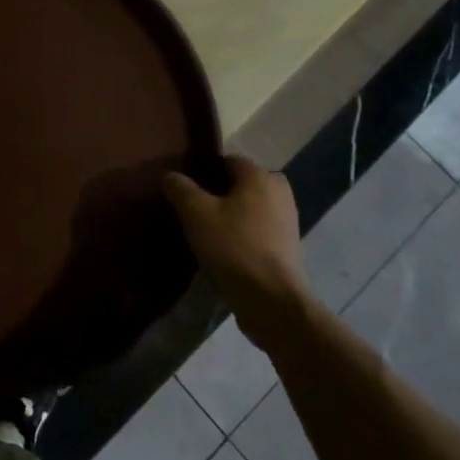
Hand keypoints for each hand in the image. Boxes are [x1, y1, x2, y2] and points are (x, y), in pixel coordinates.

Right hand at [164, 156, 314, 355]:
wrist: (271, 299)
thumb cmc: (233, 246)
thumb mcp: (195, 213)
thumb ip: (180, 188)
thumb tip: (171, 176)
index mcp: (260, 176)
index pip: (227, 160)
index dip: (203, 170)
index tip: (185, 187)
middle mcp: (279, 191)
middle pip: (240, 183)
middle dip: (218, 192)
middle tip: (193, 209)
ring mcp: (287, 220)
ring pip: (250, 206)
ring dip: (230, 214)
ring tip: (205, 230)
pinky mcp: (287, 246)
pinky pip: (258, 228)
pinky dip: (242, 232)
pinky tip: (223, 248)